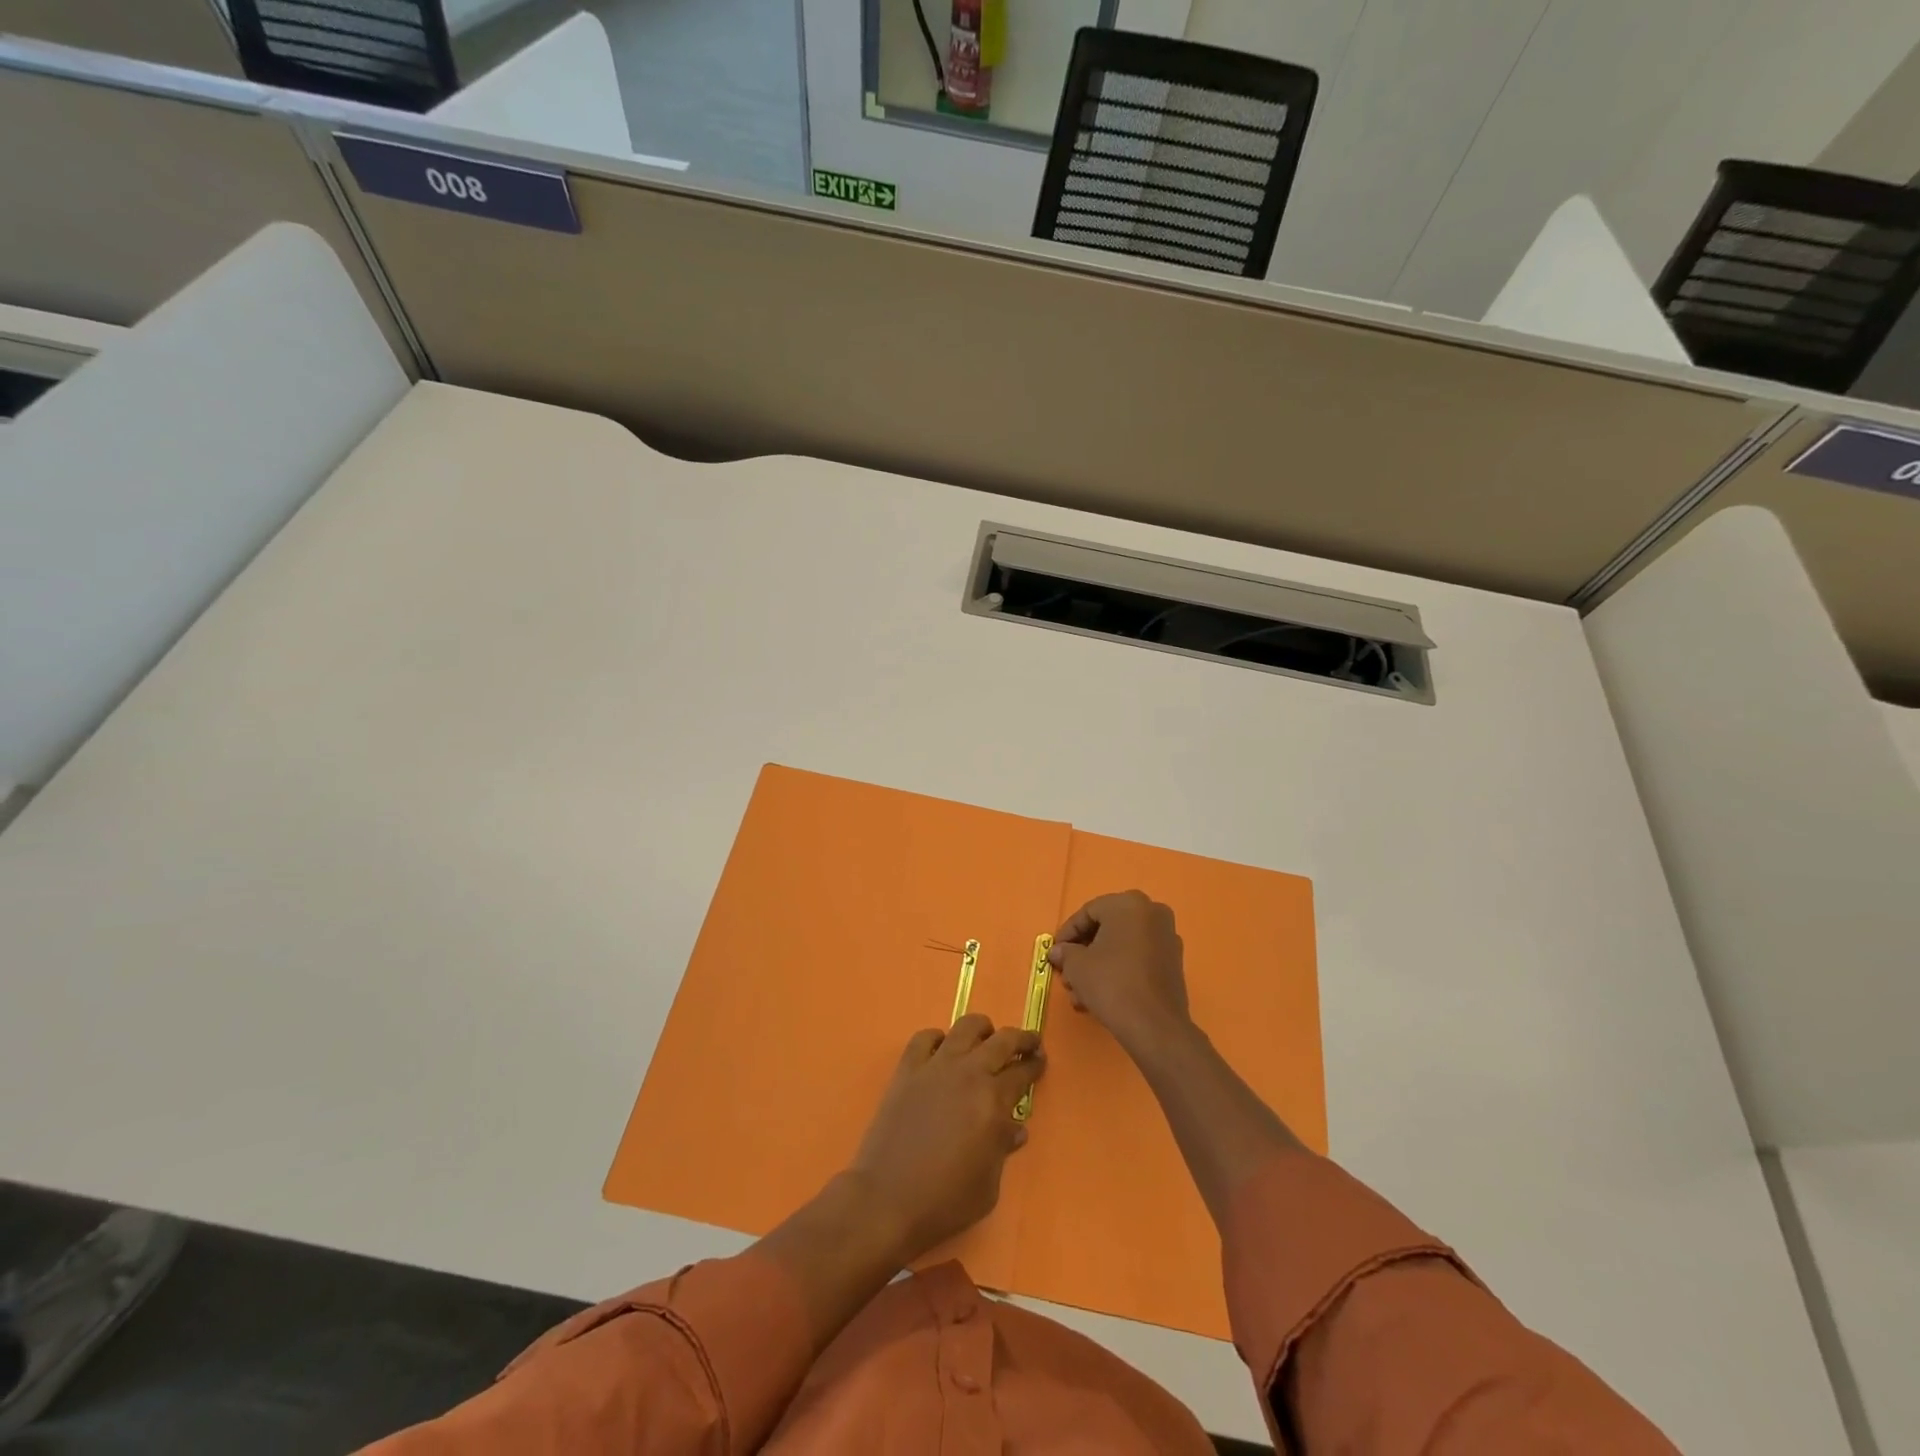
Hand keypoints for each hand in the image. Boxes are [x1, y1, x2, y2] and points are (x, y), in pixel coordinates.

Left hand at [848, 1015, 1042, 1263]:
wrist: (886, 1199)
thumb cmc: (944, 1200)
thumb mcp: (988, 1186)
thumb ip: (1002, 1149)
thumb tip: (1014, 1128)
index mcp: (993, 1101)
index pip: (1022, 1072)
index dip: (1034, 1065)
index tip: (1040, 1061)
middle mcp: (968, 1074)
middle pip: (1001, 1040)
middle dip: (1020, 1039)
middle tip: (1028, 1043)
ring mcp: (935, 1066)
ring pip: (965, 1027)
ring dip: (982, 1030)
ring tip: (986, 1038)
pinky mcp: (907, 1069)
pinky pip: (925, 1038)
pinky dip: (938, 1038)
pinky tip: (942, 1050)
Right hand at [1048, 890, 1192, 1058]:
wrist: (1154, 1026)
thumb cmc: (1111, 983)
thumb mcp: (1077, 966)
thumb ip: (1065, 953)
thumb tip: (1058, 952)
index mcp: (1129, 904)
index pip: (1089, 912)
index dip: (1067, 933)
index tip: (1055, 952)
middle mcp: (1152, 913)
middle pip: (1107, 928)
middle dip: (1083, 952)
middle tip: (1067, 973)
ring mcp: (1167, 938)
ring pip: (1122, 946)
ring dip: (1097, 966)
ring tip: (1079, 993)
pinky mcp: (1173, 963)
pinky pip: (1138, 958)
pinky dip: (1118, 971)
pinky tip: (1099, 996)